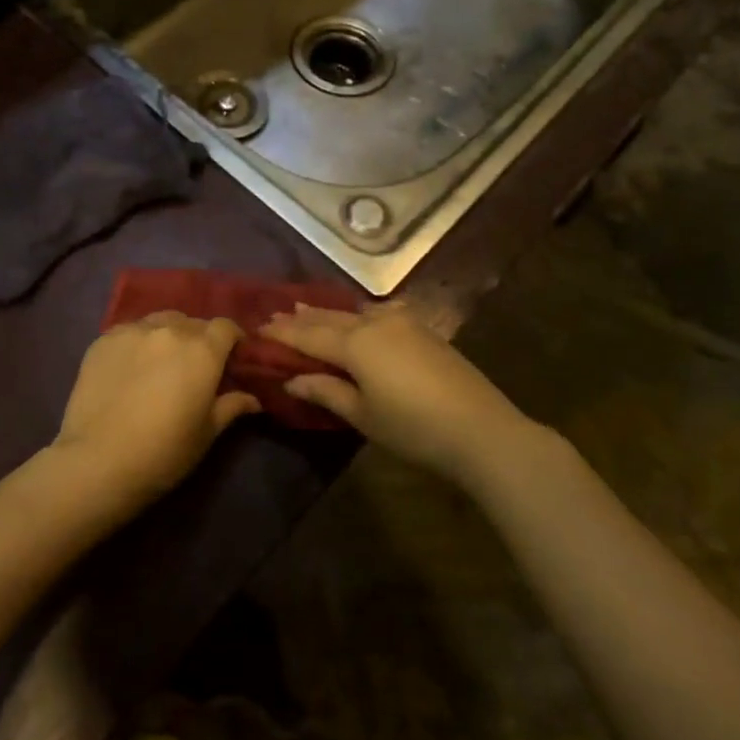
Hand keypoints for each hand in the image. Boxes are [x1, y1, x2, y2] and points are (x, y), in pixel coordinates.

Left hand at [52, 312, 259, 509]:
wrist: (98, 461)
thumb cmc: (163, 452)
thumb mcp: (206, 433)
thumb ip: (231, 406)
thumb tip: (254, 399)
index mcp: (202, 350)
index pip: (226, 327)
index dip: (232, 339)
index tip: (232, 357)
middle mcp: (169, 330)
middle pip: (193, 322)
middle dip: (200, 339)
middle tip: (195, 367)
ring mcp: (132, 331)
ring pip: (160, 321)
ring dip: (169, 335)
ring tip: (162, 362)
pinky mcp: (103, 340)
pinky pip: (130, 331)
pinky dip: (138, 342)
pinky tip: (131, 367)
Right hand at [261, 303, 544, 484]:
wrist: (481, 430)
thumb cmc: (413, 427)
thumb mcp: (363, 415)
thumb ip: (326, 391)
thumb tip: (292, 380)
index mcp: (354, 343)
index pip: (308, 334)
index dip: (282, 332)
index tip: (258, 328)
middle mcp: (375, 323)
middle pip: (330, 318)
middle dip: (302, 318)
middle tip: (276, 315)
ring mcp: (403, 323)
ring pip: (356, 312)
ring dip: (330, 313)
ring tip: (307, 310)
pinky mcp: (424, 331)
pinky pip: (381, 313)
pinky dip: (361, 314)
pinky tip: (361, 315)